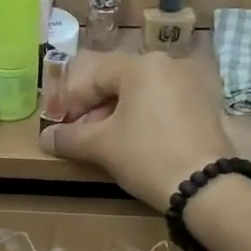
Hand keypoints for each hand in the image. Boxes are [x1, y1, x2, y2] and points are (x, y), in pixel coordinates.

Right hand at [37, 50, 229, 210]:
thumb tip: (45, 138)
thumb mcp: (101, 146)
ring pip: (140, 93)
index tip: (59, 127)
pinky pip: (162, 103)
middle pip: (117, 81)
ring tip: (104, 143)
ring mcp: (190, 83)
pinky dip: (142, 118)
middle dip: (93, 109)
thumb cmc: (147, 156)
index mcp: (140, 65)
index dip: (70, 102)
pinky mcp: (204, 104)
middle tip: (80, 137)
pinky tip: (134, 142)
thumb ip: (69, 137)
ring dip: (116, 114)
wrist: (205, 186)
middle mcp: (167, 64)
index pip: (92, 75)